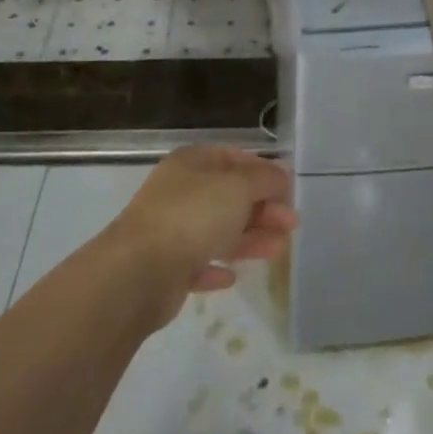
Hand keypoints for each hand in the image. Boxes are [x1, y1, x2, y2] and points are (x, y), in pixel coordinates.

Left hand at [108, 146, 295, 323]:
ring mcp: (170, 230)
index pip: (231, 157)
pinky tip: (232, 276)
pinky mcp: (166, 268)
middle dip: (262, 208)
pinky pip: (198, 263)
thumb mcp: (238, 187)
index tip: (287, 187)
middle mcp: (179, 192)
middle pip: (228, 196)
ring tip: (278, 249)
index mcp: (191, 164)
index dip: (261, 170)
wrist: (140, 272)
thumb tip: (281, 173)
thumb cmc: (193, 216)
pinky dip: (217, 266)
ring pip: (217, 230)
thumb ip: (264, 178)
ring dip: (249, 238)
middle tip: (292, 223)